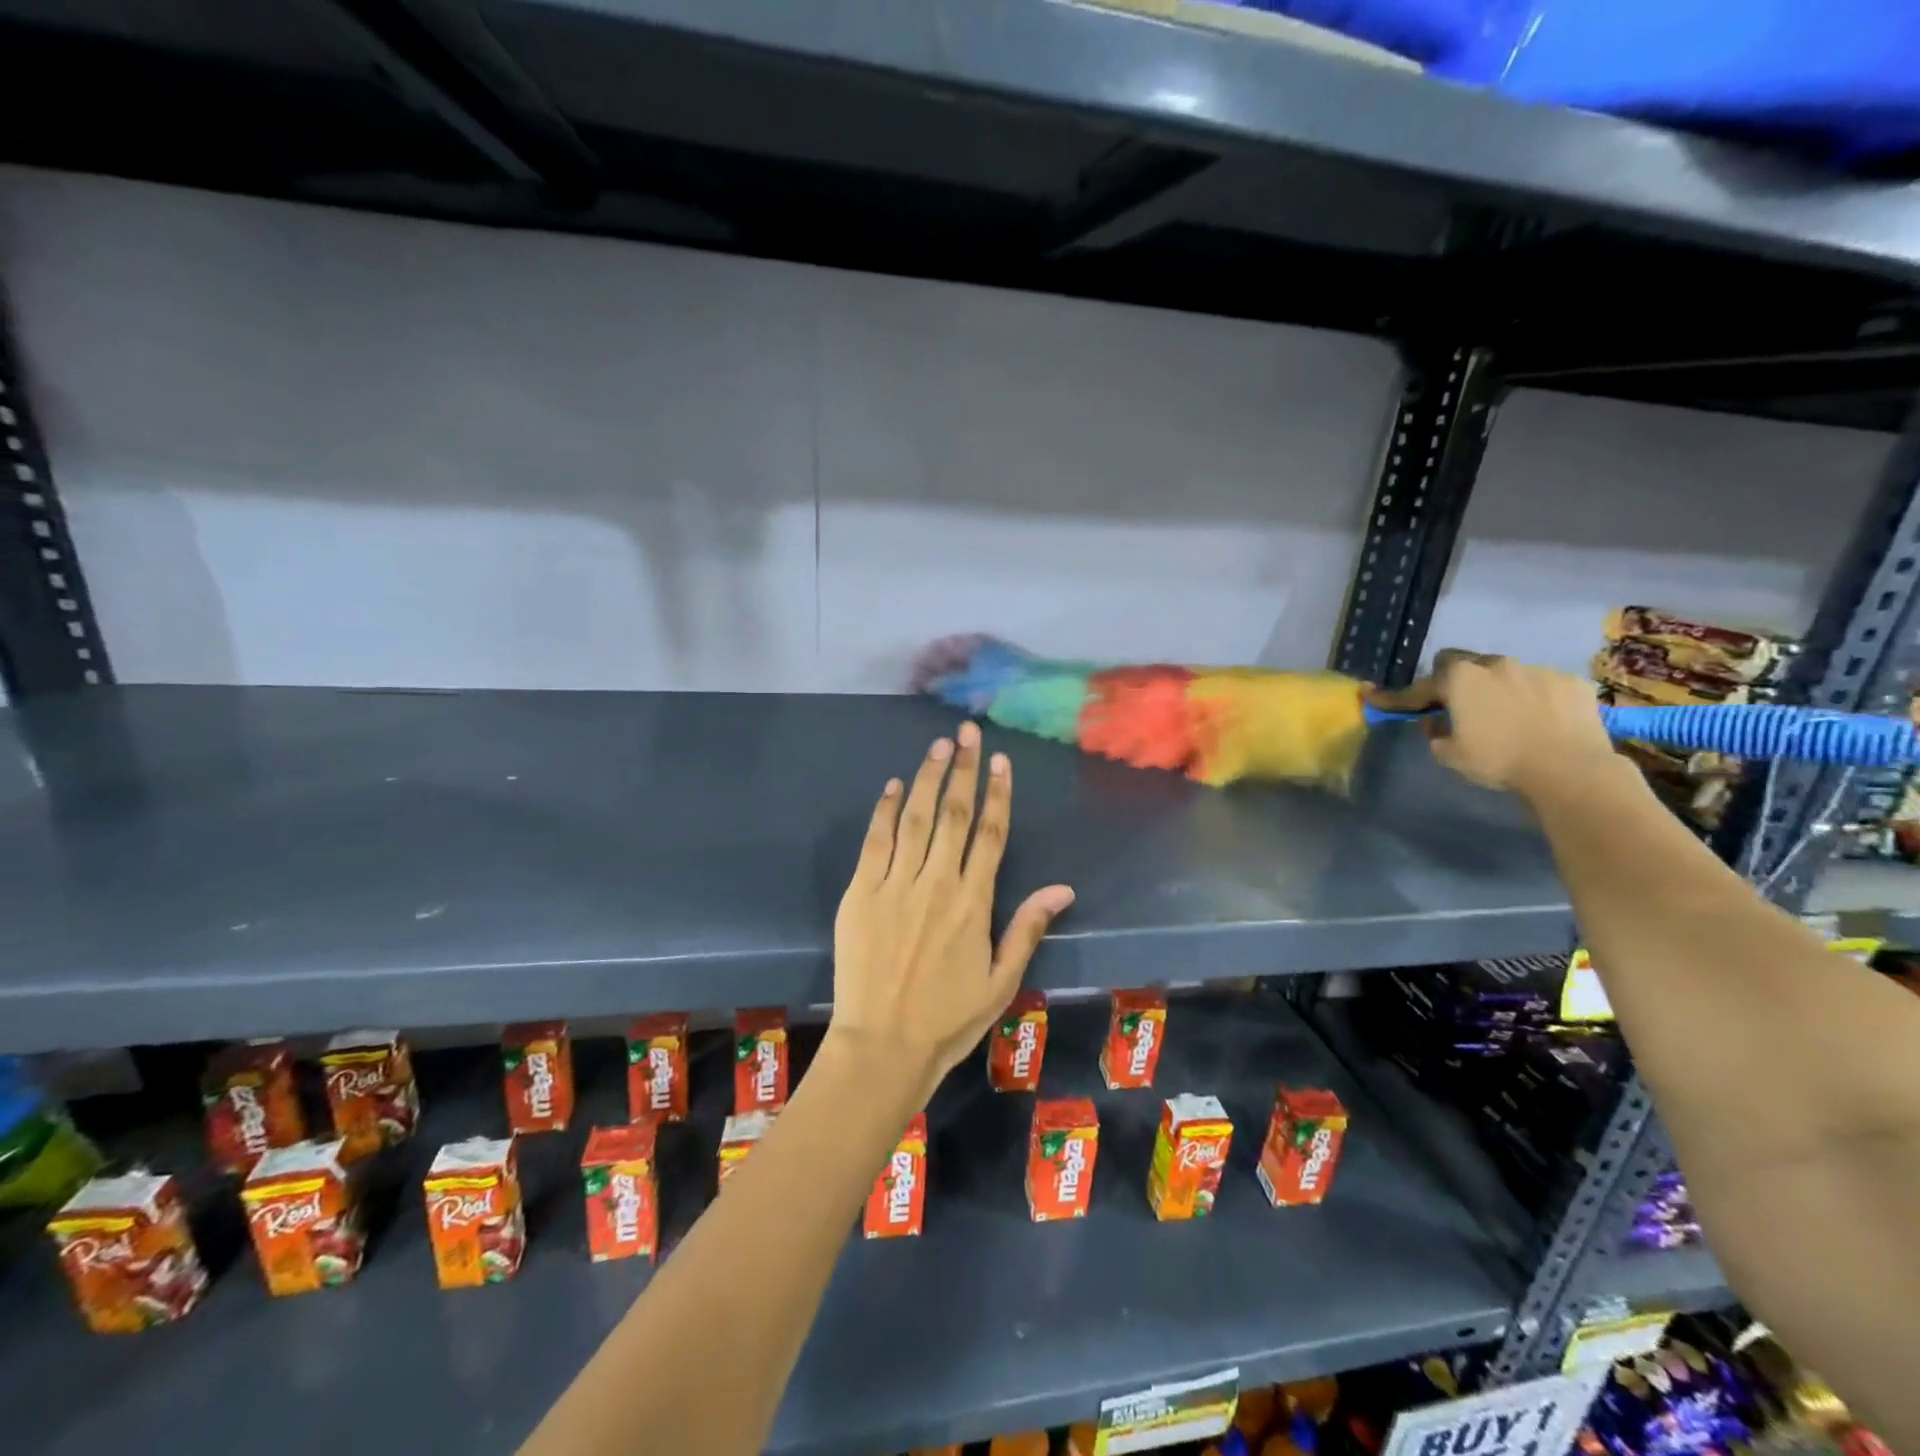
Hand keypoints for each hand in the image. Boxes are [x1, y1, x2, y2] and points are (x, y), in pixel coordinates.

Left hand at [829, 722, 1074, 1101]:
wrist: (883, 1046)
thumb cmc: (948, 1019)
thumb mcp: (1001, 981)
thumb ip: (1027, 928)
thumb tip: (1063, 888)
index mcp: (974, 902)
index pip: (991, 834)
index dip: (998, 794)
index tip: (999, 761)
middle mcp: (937, 883)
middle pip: (954, 813)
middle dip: (963, 769)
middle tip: (967, 732)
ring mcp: (896, 884)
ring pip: (915, 818)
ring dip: (927, 777)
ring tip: (938, 745)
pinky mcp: (861, 892)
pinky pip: (875, 841)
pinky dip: (885, 810)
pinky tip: (893, 785)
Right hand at [1370, 649, 1617, 799]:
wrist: (1568, 769)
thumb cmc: (1498, 760)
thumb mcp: (1449, 754)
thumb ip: (1435, 733)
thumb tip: (1437, 721)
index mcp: (1459, 679)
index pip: (1419, 685)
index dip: (1398, 696)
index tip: (1374, 696)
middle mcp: (1495, 664)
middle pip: (1463, 662)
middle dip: (1455, 680)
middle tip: (1457, 704)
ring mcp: (1536, 669)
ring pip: (1505, 671)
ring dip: (1497, 687)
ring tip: (1506, 714)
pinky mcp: (1570, 681)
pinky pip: (1542, 684)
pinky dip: (1535, 697)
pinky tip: (1540, 719)